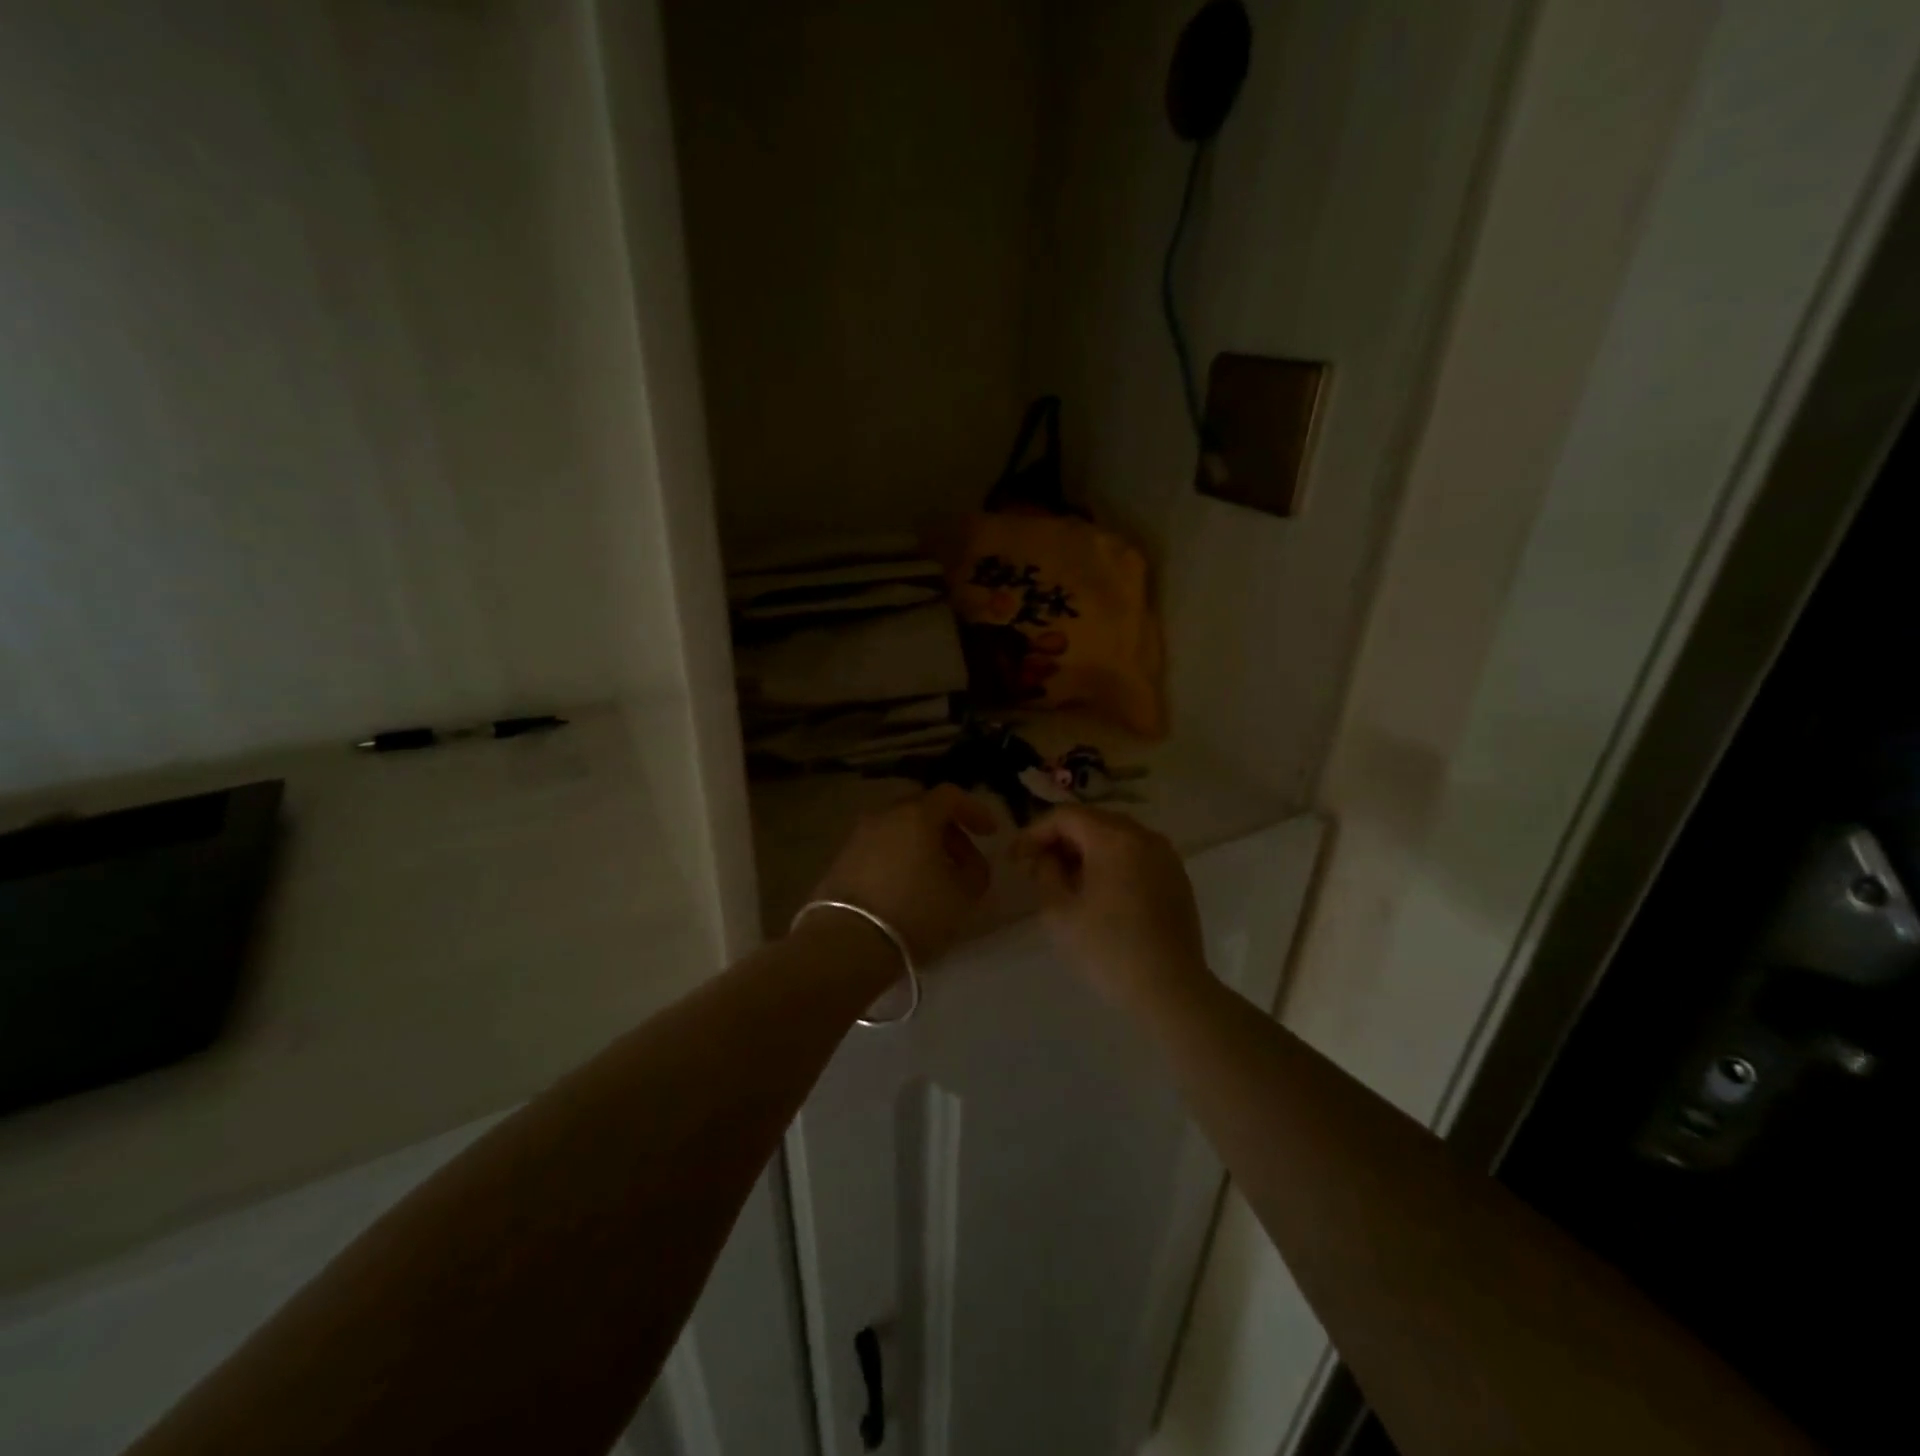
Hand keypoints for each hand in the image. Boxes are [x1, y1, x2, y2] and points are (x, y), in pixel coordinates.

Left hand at [808, 785, 996, 961]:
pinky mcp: (841, 860)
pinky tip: (906, 887)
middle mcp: (884, 816)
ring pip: (898, 829)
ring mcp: (858, 836)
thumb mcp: (962, 896)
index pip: (950, 795)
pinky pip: (879, 848)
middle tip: (963, 858)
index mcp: (916, 816)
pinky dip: (898, 858)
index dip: (975, 810)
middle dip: (947, 828)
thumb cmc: (914, 913)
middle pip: (921, 809)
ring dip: (921, 845)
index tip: (990, 833)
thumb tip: (971, 862)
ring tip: (935, 877)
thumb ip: (976, 871)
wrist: (846, 943)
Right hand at [1015, 806, 1209, 1011]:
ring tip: (1065, 880)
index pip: (1066, 816)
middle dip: (1060, 839)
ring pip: (1116, 836)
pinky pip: (1136, 854)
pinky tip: (1098, 890)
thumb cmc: (1108, 949)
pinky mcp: (1176, 877)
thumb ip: (1045, 873)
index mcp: (1114, 838)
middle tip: (1036, 866)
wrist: (1171, 990)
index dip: (1035, 832)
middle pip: (1092, 821)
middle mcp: (1144, 836)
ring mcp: (1165, 856)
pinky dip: (1111, 861)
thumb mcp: (1059, 912)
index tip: (1016, 858)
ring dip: (1085, 850)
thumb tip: (1046, 858)